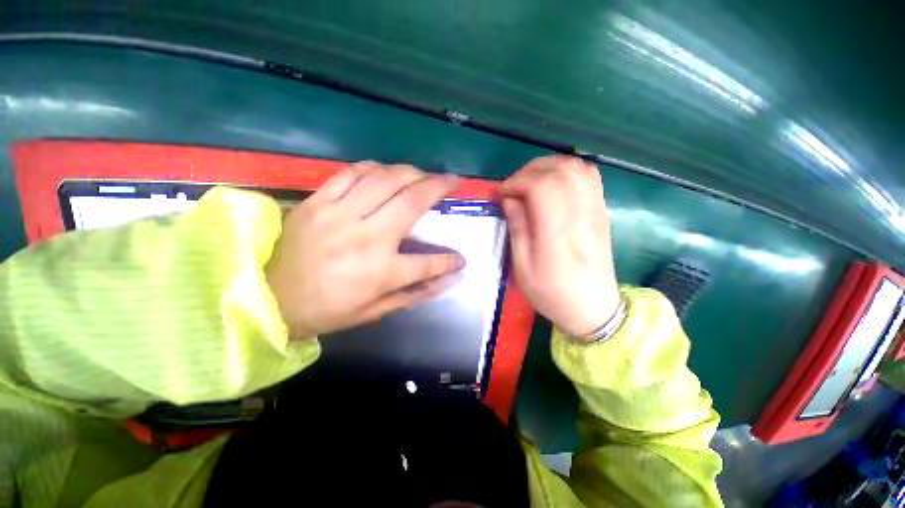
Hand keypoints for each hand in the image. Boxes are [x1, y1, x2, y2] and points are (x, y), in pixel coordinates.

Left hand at [266, 162, 464, 338]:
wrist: (266, 298)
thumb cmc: (325, 310)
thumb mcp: (374, 311)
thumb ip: (415, 294)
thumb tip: (450, 279)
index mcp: (380, 272)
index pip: (429, 263)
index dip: (450, 261)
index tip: (461, 259)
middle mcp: (366, 238)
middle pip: (413, 202)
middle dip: (440, 187)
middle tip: (453, 181)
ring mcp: (340, 215)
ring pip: (385, 179)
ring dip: (412, 172)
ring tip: (424, 174)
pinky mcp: (318, 202)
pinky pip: (352, 173)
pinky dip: (375, 168)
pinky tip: (386, 172)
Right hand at [501, 155, 619, 338]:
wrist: (594, 307)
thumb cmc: (552, 292)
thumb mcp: (523, 268)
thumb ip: (517, 228)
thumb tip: (510, 199)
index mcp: (557, 232)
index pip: (541, 186)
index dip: (516, 182)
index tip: (501, 194)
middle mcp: (580, 214)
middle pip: (559, 170)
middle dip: (529, 171)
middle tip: (513, 187)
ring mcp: (596, 210)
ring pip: (576, 167)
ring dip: (548, 167)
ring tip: (530, 182)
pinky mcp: (601, 210)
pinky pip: (588, 176)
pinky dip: (566, 171)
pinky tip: (552, 185)